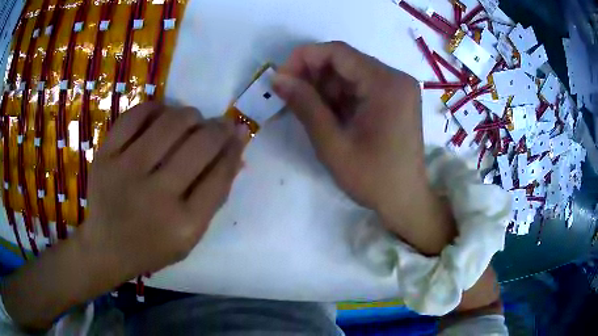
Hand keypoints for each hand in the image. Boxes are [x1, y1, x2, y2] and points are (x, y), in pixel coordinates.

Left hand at [81, 102, 243, 278]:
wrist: (106, 247)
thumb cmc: (152, 246)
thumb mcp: (191, 235)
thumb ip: (214, 195)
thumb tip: (236, 149)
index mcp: (183, 225)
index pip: (220, 175)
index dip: (234, 148)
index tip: (239, 133)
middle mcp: (155, 196)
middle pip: (200, 144)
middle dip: (218, 128)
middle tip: (219, 125)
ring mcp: (126, 172)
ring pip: (170, 123)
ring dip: (190, 115)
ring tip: (192, 121)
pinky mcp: (105, 156)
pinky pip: (135, 116)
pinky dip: (155, 109)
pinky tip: (162, 115)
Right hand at [273, 42, 454, 254]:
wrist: (405, 200)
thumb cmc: (372, 178)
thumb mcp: (332, 143)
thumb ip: (304, 105)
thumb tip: (277, 78)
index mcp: (386, 84)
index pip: (338, 52)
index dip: (304, 58)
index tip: (281, 78)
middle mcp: (396, 78)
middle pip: (345, 61)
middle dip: (313, 75)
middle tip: (290, 97)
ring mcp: (398, 88)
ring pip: (351, 73)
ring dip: (325, 87)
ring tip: (309, 111)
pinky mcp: (396, 99)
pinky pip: (361, 86)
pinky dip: (340, 96)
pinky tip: (329, 115)